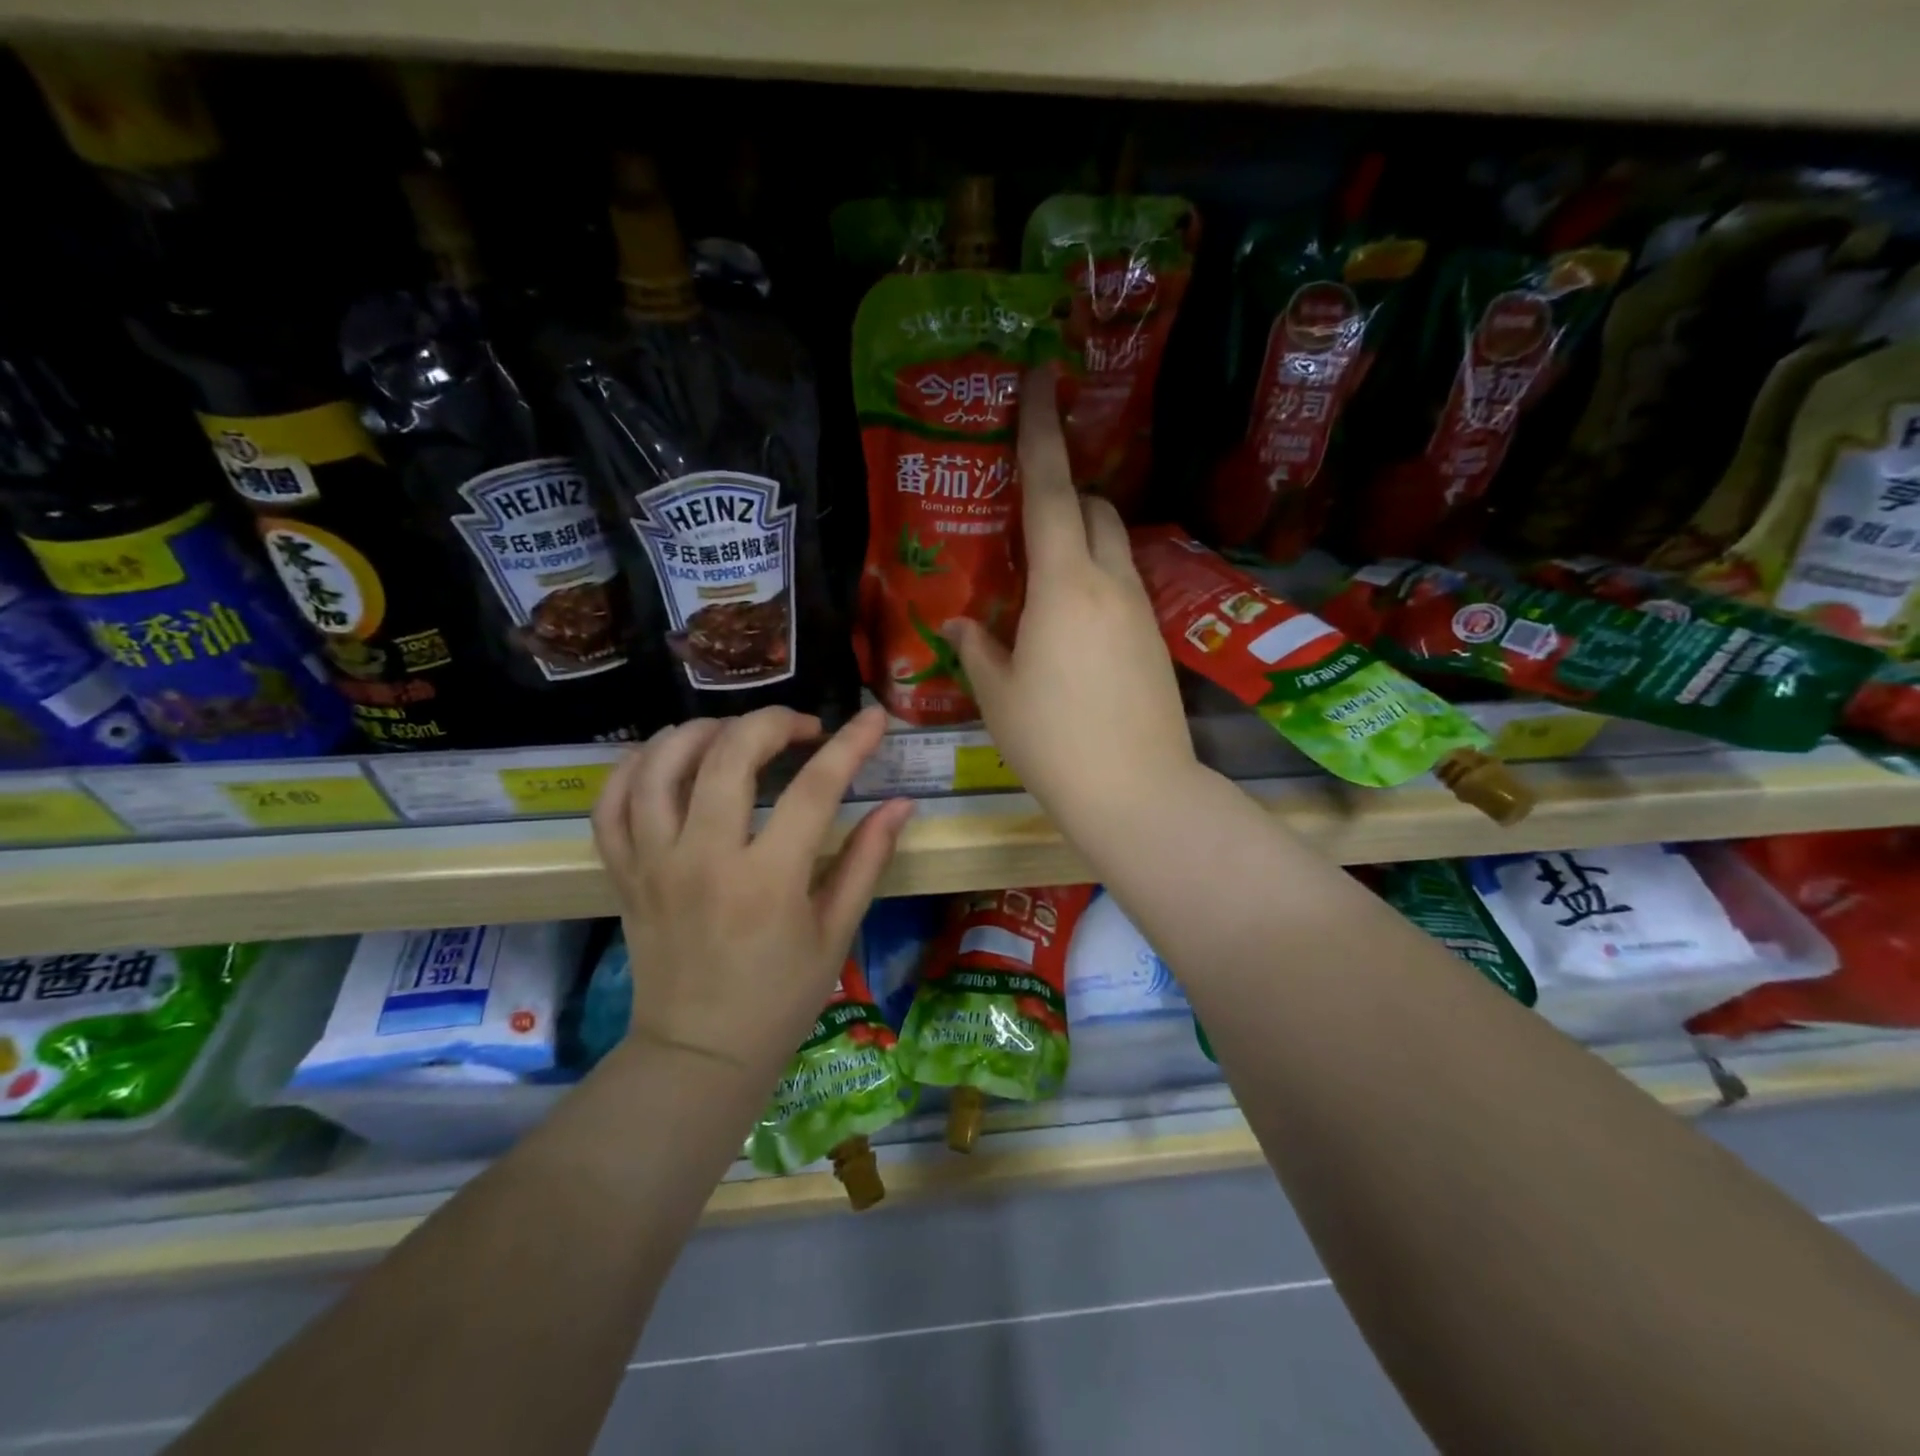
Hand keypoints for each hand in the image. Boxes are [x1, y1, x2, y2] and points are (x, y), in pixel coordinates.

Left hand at [590, 706, 913, 1077]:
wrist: (699, 1054)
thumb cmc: (780, 998)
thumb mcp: (836, 933)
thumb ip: (868, 860)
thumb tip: (900, 804)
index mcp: (768, 881)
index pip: (815, 789)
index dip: (850, 744)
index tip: (872, 719)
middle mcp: (704, 860)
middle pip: (729, 756)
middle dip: (772, 723)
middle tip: (801, 729)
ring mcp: (653, 864)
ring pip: (659, 766)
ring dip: (700, 732)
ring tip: (733, 733)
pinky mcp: (623, 874)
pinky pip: (611, 804)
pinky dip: (634, 767)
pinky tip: (666, 758)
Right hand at [945, 367, 1199, 837]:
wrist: (1137, 792)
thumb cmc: (1053, 742)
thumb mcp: (998, 695)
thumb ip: (977, 648)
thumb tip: (960, 623)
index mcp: (1064, 585)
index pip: (1049, 490)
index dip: (1041, 431)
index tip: (1042, 377)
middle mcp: (1111, 583)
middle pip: (1094, 509)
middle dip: (1064, 493)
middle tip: (1026, 512)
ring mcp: (1142, 610)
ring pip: (1115, 547)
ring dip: (1083, 538)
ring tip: (1044, 575)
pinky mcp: (1157, 640)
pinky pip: (1124, 587)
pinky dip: (1097, 581)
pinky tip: (1072, 624)